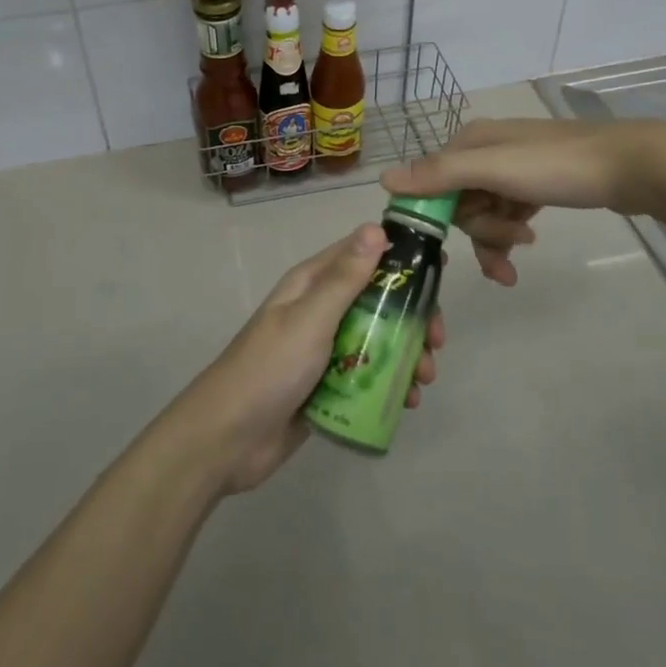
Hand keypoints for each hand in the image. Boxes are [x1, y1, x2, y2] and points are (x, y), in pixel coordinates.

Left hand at [162, 225, 446, 496]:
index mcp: (312, 283)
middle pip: (377, 300)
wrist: (227, 439)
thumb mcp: (311, 318)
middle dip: (411, 317)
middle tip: (437, 342)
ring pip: (377, 340)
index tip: (438, 273)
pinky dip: (390, 384)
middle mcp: (320, 310)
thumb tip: (375, 227)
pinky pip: (367, 376)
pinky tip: (408, 403)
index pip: (363, 254)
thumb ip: (344, 278)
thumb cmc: (270, 368)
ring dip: (406, 354)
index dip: (401, 259)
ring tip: (424, 381)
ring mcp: (324, 350)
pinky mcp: (327, 386)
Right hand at [381, 118, 665, 286]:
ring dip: (498, 235)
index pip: (431, 184)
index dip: (437, 217)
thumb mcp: (495, 169)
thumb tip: (383, 180)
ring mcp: (512, 168)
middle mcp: (485, 151)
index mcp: (469, 142)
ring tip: (524, 249)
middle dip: (480, 229)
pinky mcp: (535, 184)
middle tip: (512, 241)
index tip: (450, 246)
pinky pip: (507, 213)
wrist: (631, 165)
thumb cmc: (558, 166)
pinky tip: (530, 238)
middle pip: (459, 202)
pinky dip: (512, 230)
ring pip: (483, 212)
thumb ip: (440, 175)